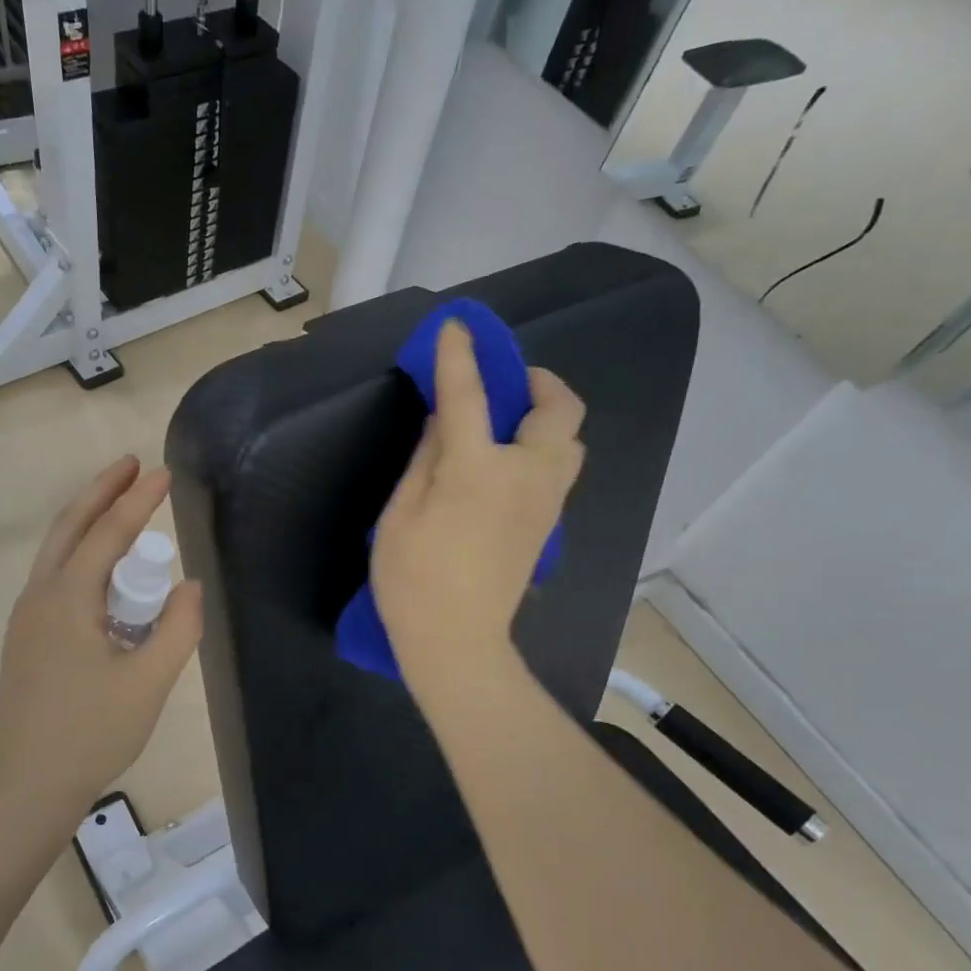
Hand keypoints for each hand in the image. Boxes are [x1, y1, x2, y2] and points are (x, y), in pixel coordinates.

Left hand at [0, 456, 203, 823]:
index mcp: (67, 599)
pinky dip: (81, 554)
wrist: (27, 785)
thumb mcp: (149, 681)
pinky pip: (56, 578)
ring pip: (57, 552)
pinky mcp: (27, 639)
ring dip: (88, 521)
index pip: (108, 533)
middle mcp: (40, 597)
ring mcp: (27, 618)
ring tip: (120, 506)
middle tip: (130, 465)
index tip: (163, 472)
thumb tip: (189, 585)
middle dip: (101, 491)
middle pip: (69, 527)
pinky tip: (104, 571)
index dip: (138, 500)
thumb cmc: (91, 732)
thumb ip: (178, 627)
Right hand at [372, 320, 585, 698]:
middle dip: (540, 381)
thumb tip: (445, 419)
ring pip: (570, 441)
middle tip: (508, 382)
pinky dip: (544, 448)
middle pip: (559, 410)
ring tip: (510, 423)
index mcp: (477, 470)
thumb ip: (426, 458)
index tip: (457, 327)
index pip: (469, 396)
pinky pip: (559, 469)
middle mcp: (525, 476)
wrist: (457, 643)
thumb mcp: (400, 514)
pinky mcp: (548, 525)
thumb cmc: (413, 580)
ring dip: (547, 417)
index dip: (460, 357)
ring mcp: (545, 502)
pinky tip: (509, 463)